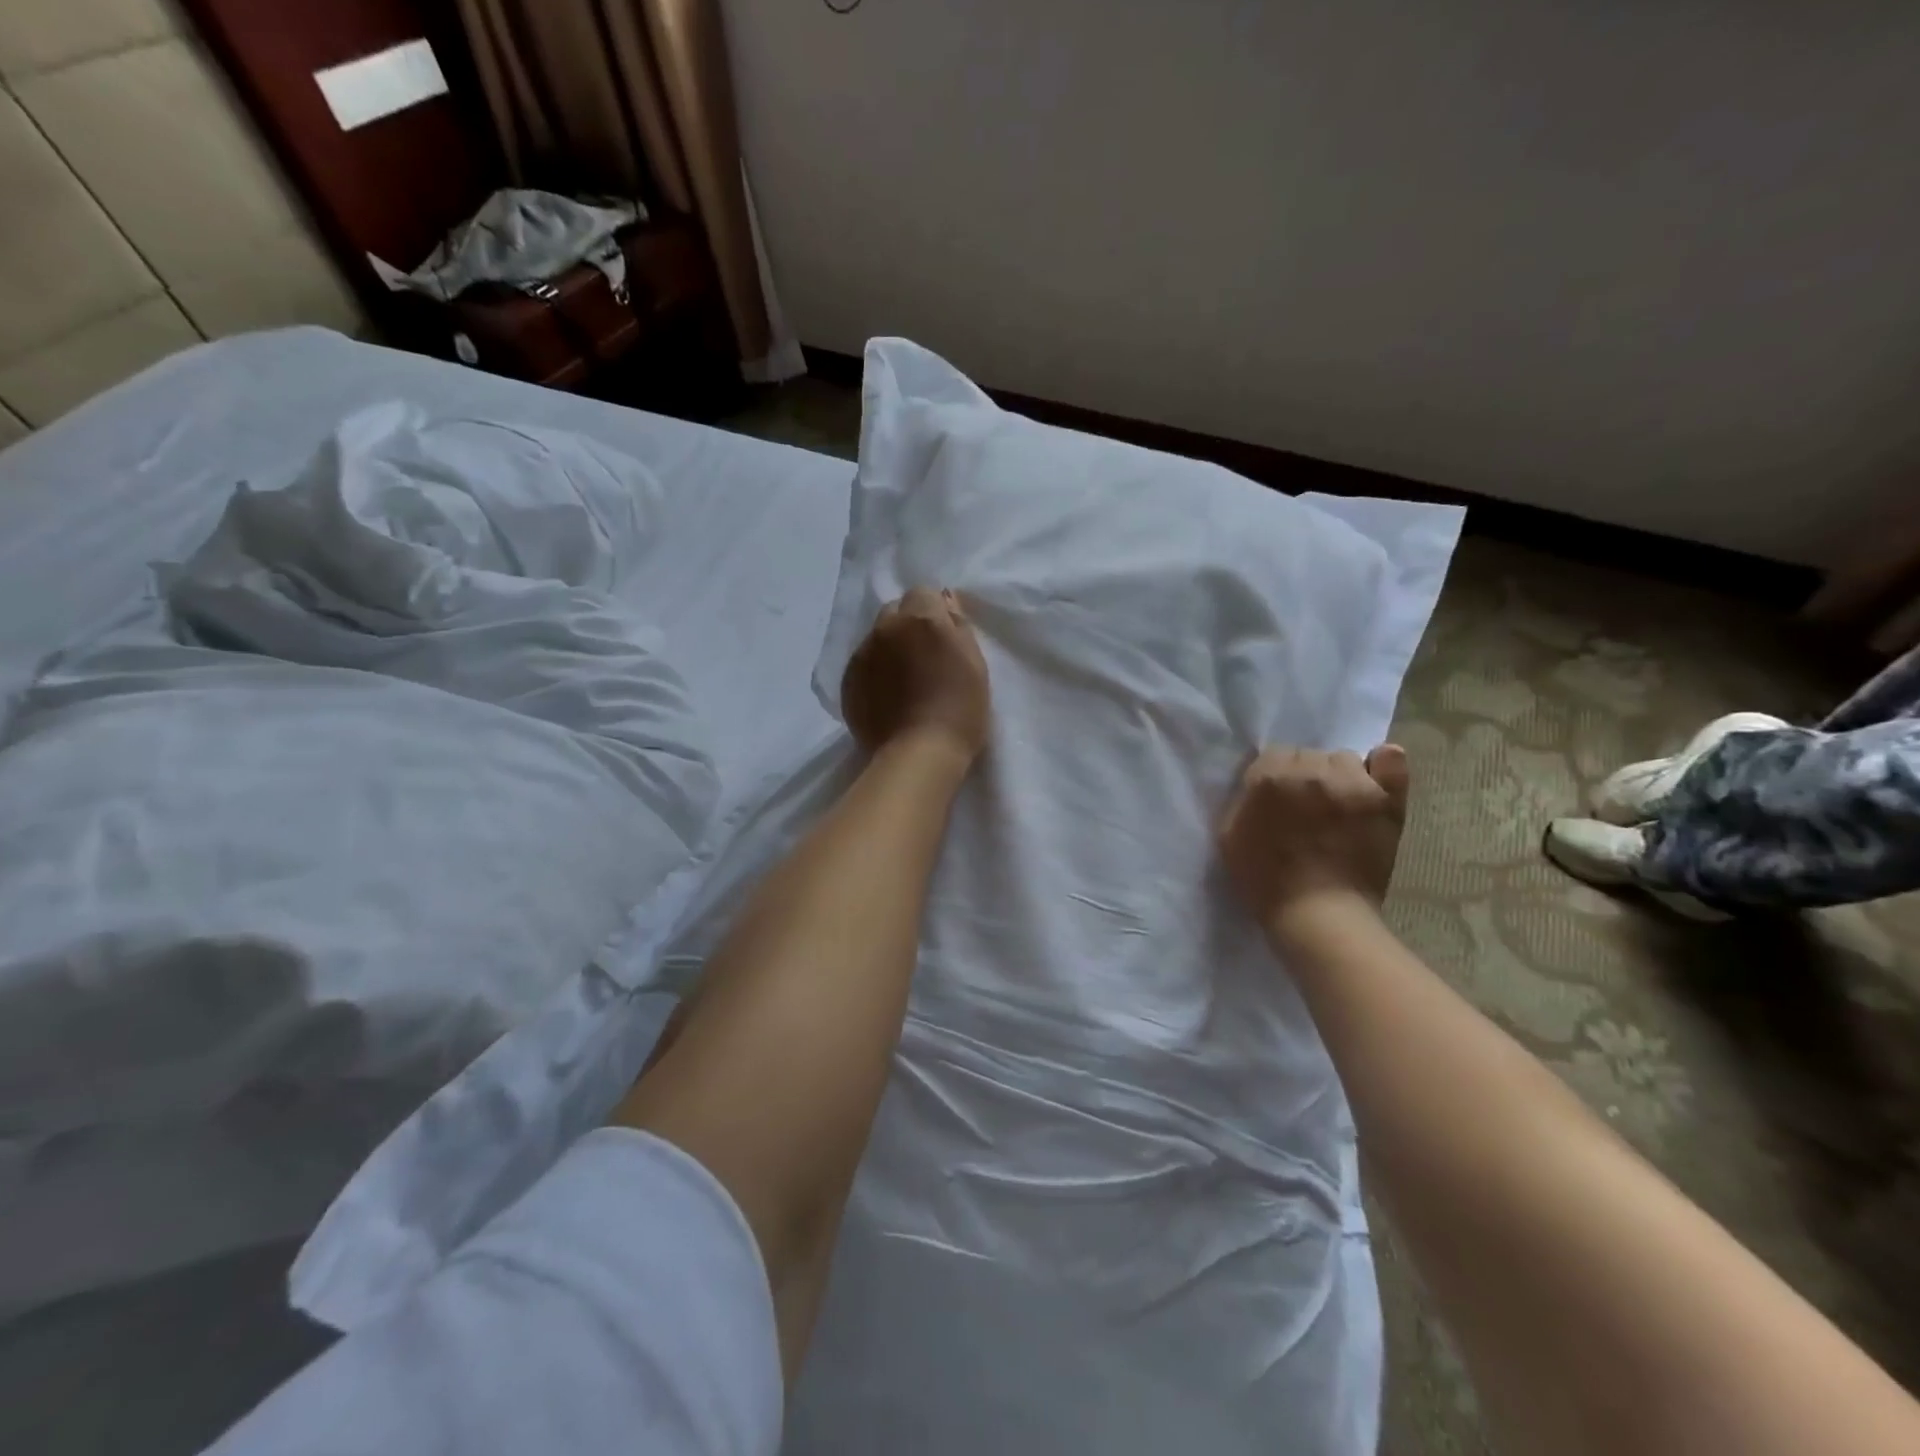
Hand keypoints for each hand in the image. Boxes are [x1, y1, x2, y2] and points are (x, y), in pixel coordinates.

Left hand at [841, 587, 991, 763]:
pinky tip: (887, 696)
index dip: (934, 612)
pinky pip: (862, 664)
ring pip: (876, 637)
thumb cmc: (960, 709)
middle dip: (908, 625)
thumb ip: (958, 627)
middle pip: (895, 611)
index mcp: (921, 619)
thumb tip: (946, 603)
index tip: (944, 637)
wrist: (919, 754)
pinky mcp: (847, 681)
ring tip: (903, 680)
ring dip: (889, 648)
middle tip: (923, 656)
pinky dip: (874, 672)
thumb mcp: (975, 664)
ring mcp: (862, 654)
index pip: (923, 593)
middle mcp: (886, 628)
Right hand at [1218, 745, 1410, 934]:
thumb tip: (1258, 784)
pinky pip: (1391, 761)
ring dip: (1337, 776)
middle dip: (1304, 776)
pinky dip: (1383, 765)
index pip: (1272, 755)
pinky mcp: (1386, 800)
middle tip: (1304, 807)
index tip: (1275, 802)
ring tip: (1337, 804)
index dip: (1273, 778)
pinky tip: (1373, 780)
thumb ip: (1242, 799)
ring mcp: (1354, 783)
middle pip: (1308, 755)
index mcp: (1270, 776)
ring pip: (1344, 758)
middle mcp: (1312, 770)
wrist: (1319, 915)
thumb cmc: (1265, 879)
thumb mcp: (1228, 834)